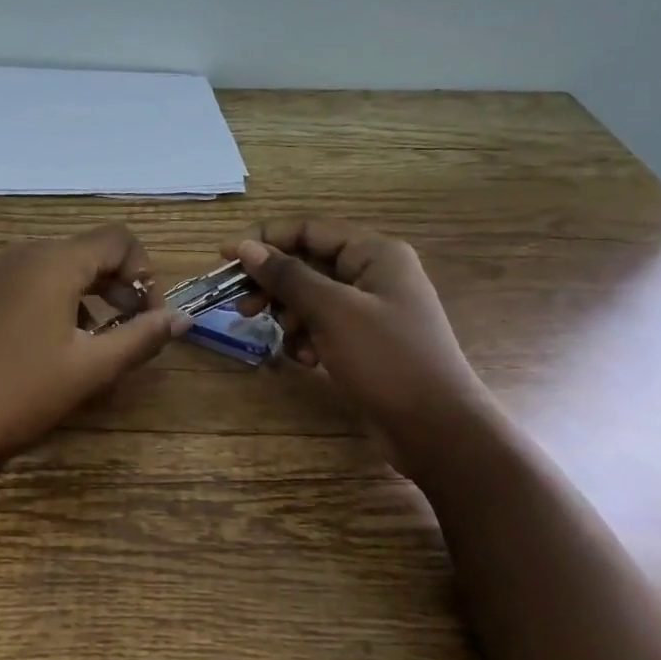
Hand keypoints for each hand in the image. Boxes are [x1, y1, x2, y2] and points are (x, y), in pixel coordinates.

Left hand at [0, 224, 190, 465]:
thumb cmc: (23, 390)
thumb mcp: (92, 367)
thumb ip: (141, 337)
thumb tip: (183, 319)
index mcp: (55, 261)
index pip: (119, 239)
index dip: (146, 273)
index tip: (149, 317)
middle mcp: (24, 254)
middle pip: (89, 251)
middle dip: (119, 286)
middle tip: (129, 331)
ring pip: (59, 268)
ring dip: (89, 296)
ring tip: (94, 343)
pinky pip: (31, 281)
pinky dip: (56, 300)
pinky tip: (52, 345)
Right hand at [224, 219, 497, 466]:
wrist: (436, 428)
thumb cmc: (387, 360)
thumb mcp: (332, 312)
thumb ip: (288, 276)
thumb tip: (245, 246)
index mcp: (375, 254)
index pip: (309, 230)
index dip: (265, 239)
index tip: (224, 256)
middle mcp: (374, 274)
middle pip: (307, 264)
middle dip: (273, 285)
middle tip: (242, 307)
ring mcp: (370, 310)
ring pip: (311, 298)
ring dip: (289, 316)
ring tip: (284, 339)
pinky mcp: (364, 341)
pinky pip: (322, 326)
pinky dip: (307, 338)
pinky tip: (306, 360)